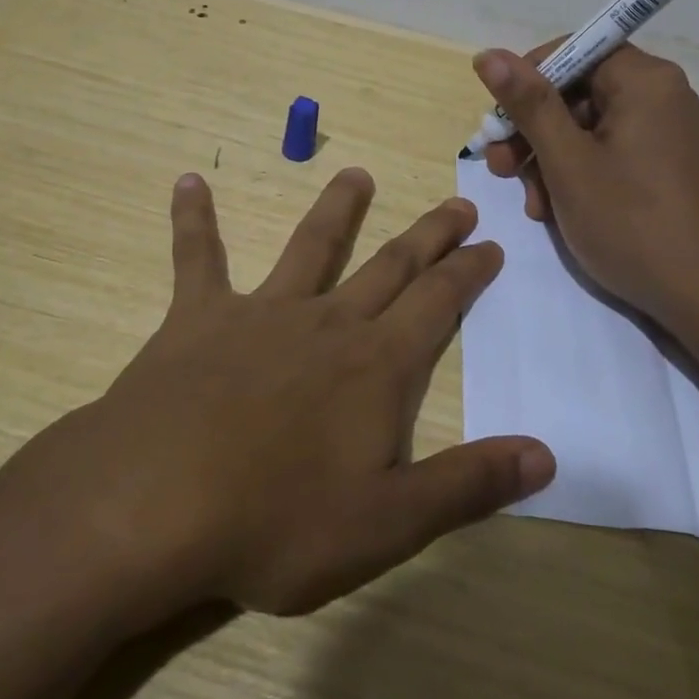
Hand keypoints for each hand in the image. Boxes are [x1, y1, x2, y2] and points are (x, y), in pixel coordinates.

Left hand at [8, 169, 554, 619]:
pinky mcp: (198, 318)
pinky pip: (197, 258)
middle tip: (456, 203)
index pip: (438, 303)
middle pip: (390, 265)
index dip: (468, 272)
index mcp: (375, 366)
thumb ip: (469, 485)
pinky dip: (194, 220)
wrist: (153, 505)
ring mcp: (261, 313)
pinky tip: (187, 182)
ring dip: (337, 209)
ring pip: (310, 246)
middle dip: (428, 234)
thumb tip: (545, 456)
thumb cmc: (276, 522)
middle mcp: (327, 323)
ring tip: (356, 174)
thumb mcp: (388, 524)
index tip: (491, 244)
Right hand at [475, 43, 698, 330]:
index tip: (499, 122)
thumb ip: (528, 104)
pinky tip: (558, 212)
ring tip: (533, 205)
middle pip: (577, 93)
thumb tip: (488, 54)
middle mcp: (660, 97)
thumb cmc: (633, 224)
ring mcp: (666, 134)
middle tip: (502, 169)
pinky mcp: (666, 168)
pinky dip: (578, 175)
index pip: (572, 51)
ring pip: (587, 129)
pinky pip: (610, 154)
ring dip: (549, 160)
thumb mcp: (568, 162)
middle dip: (533, 131)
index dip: (526, 80)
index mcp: (643, 81)